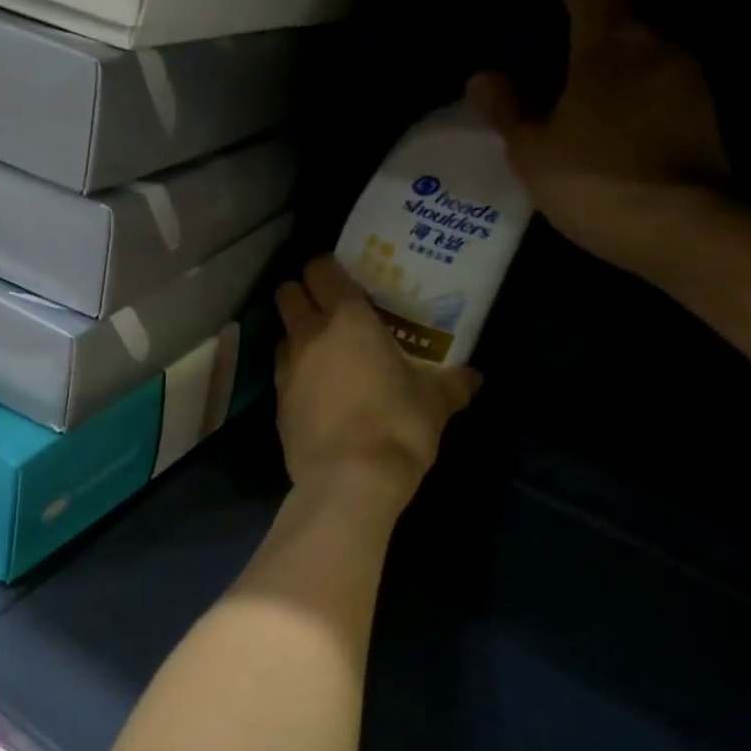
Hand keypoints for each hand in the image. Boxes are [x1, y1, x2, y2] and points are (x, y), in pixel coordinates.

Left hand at [274, 256, 479, 509]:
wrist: (348, 481)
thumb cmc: (397, 426)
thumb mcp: (435, 402)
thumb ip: (453, 383)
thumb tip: (473, 377)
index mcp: (347, 319)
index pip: (320, 269)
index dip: (328, 269)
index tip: (346, 280)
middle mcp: (309, 335)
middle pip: (288, 293)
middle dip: (303, 294)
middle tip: (331, 311)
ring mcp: (286, 370)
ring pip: (283, 334)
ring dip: (298, 336)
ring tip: (326, 355)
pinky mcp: (277, 404)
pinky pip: (283, 374)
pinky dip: (296, 374)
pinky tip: (319, 394)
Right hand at [467, 0, 728, 276]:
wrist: (686, 231)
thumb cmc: (599, 182)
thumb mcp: (534, 152)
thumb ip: (507, 108)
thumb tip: (485, 78)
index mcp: (614, 34)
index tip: (522, 0)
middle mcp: (659, 35)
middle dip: (569, 19)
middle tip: (533, 62)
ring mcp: (687, 68)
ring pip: (633, 39)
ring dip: (595, 57)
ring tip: (560, 102)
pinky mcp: (699, 103)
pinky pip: (650, 72)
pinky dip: (619, 83)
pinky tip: (596, 128)